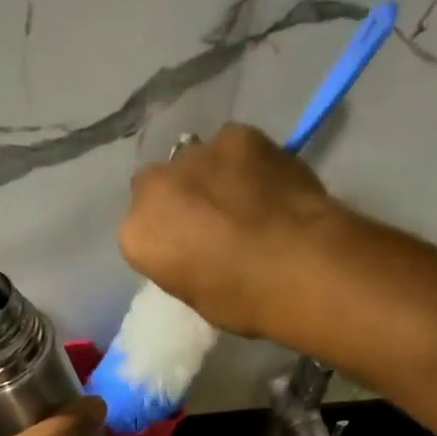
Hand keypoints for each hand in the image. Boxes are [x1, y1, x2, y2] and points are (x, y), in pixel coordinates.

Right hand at [117, 123, 347, 338]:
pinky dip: (246, 160)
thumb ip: (182, 262)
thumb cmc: (244, 300)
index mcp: (136, 234)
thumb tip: (197, 250)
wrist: (300, 266)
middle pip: (159, 186)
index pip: (141, 232)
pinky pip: (233, 146)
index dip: (168, 239)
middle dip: (179, 198)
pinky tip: (268, 180)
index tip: (190, 251)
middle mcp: (155, 187)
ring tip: (245, 197)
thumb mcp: (197, 296)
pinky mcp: (236, 135)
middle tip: (213, 221)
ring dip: (211, 175)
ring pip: (195, 161)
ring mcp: (195, 155)